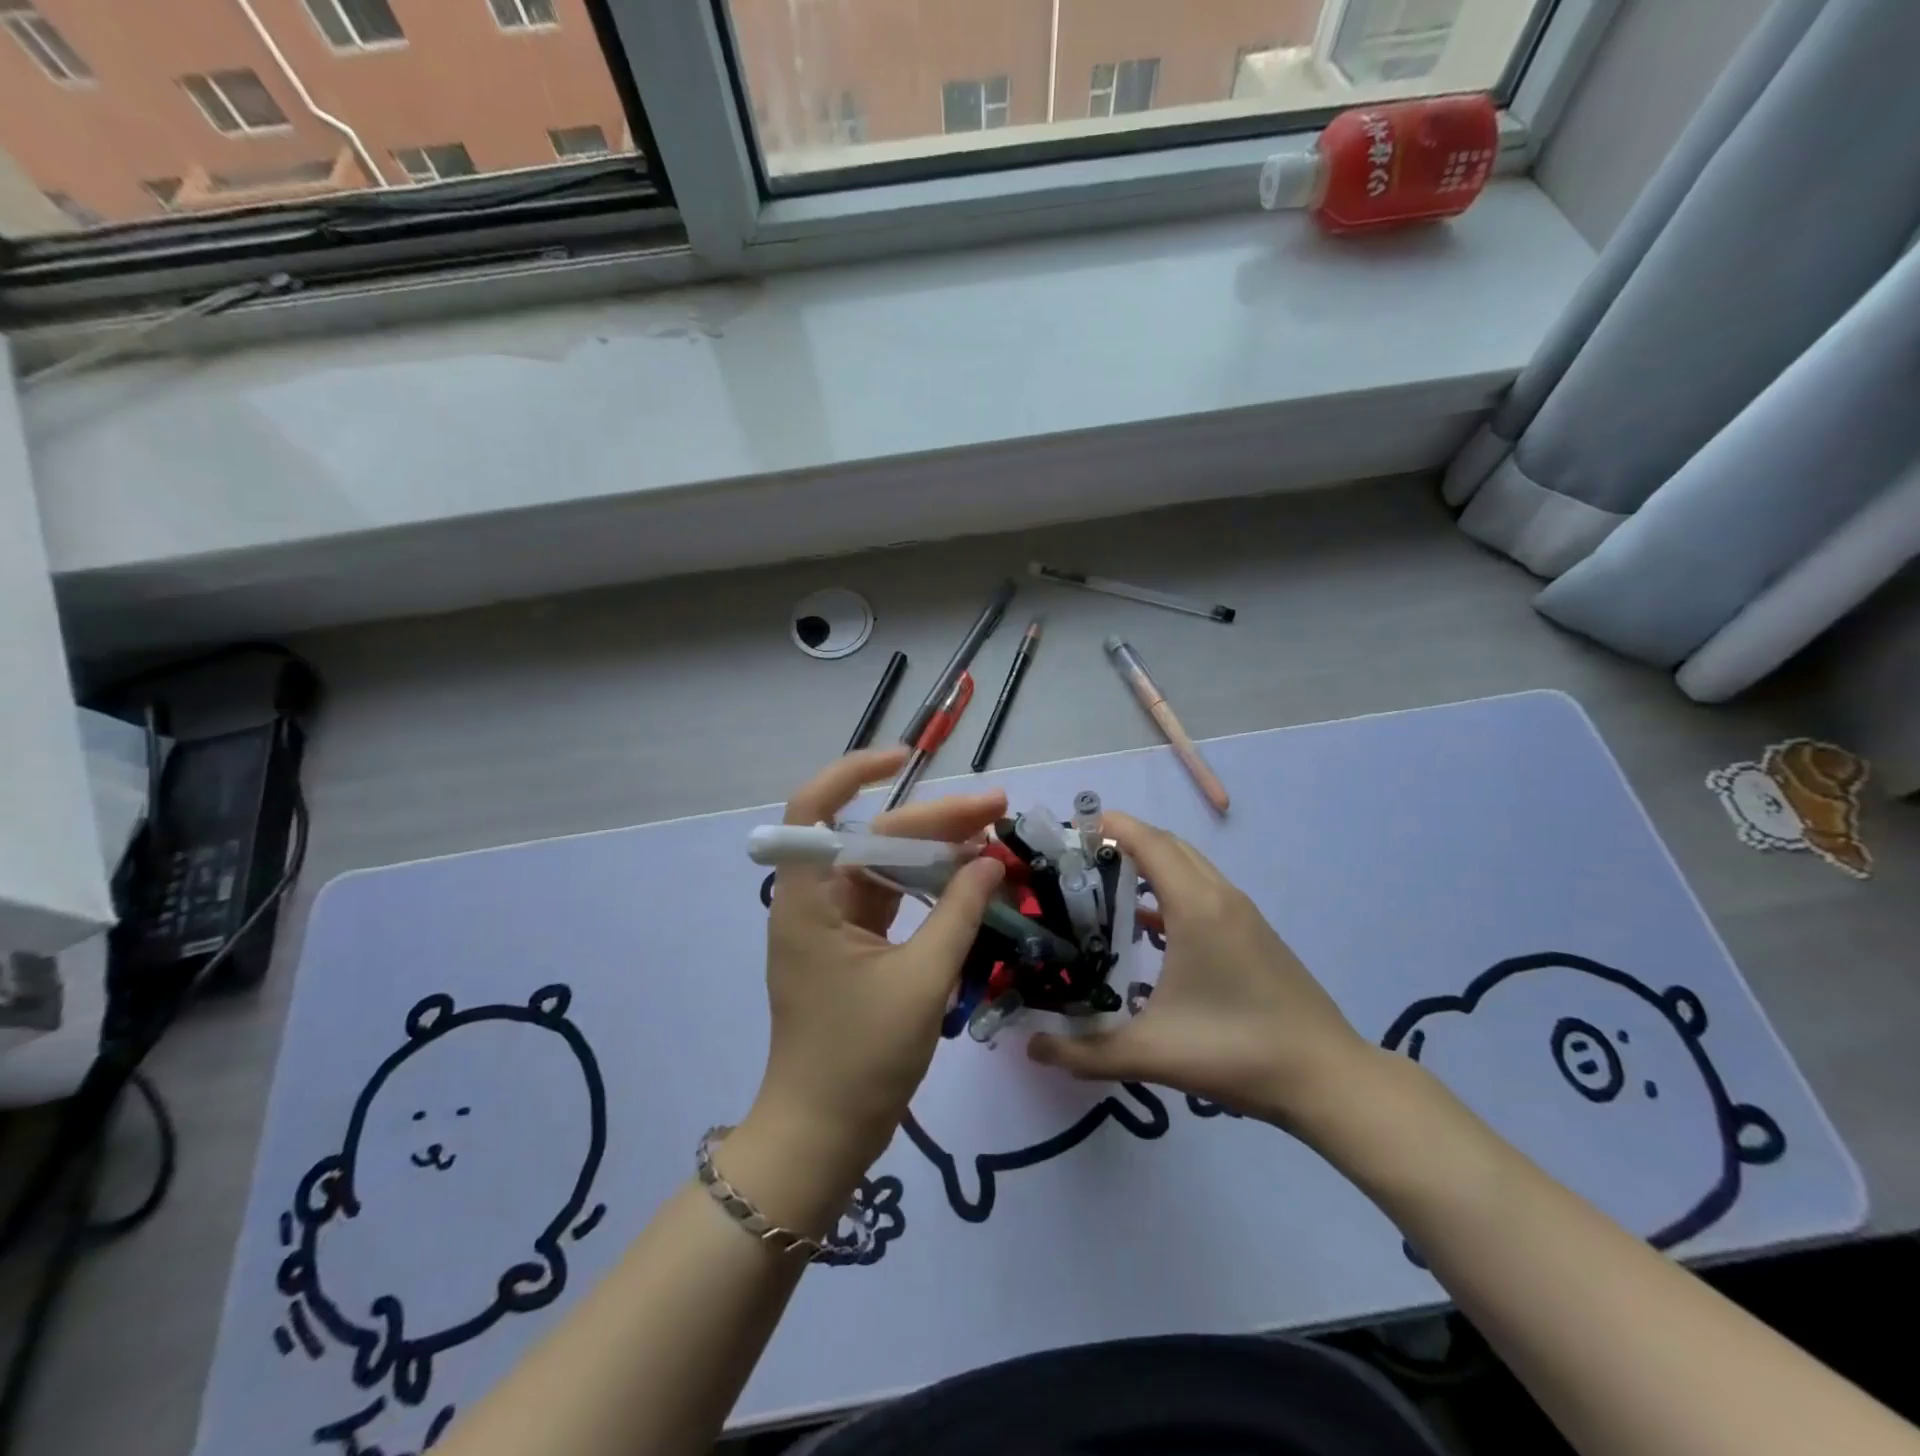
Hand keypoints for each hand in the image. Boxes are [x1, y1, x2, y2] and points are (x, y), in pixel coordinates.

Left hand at [749, 748, 1006, 1179]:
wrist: (822, 1136)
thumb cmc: (860, 1058)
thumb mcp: (921, 980)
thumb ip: (957, 912)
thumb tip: (990, 859)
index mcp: (809, 898)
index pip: (813, 809)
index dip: (853, 771)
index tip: (907, 759)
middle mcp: (815, 900)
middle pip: (872, 837)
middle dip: (933, 820)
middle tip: (997, 811)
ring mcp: (834, 925)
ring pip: (886, 867)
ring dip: (936, 853)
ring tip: (994, 840)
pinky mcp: (853, 948)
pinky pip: (893, 901)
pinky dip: (929, 889)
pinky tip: (971, 883)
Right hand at [1026, 811, 1372, 1134]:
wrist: (1328, 1078)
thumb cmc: (1237, 1051)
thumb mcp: (1152, 1054)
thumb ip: (1084, 1052)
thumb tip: (1031, 1047)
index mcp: (1196, 907)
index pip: (1147, 841)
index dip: (1109, 826)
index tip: (1070, 831)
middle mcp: (1220, 896)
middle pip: (1167, 845)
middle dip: (1124, 841)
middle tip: (1079, 861)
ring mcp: (1242, 913)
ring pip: (1189, 867)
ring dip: (1150, 865)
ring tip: (1105, 888)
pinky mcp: (1254, 933)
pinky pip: (1204, 891)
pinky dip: (1171, 891)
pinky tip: (1148, 929)